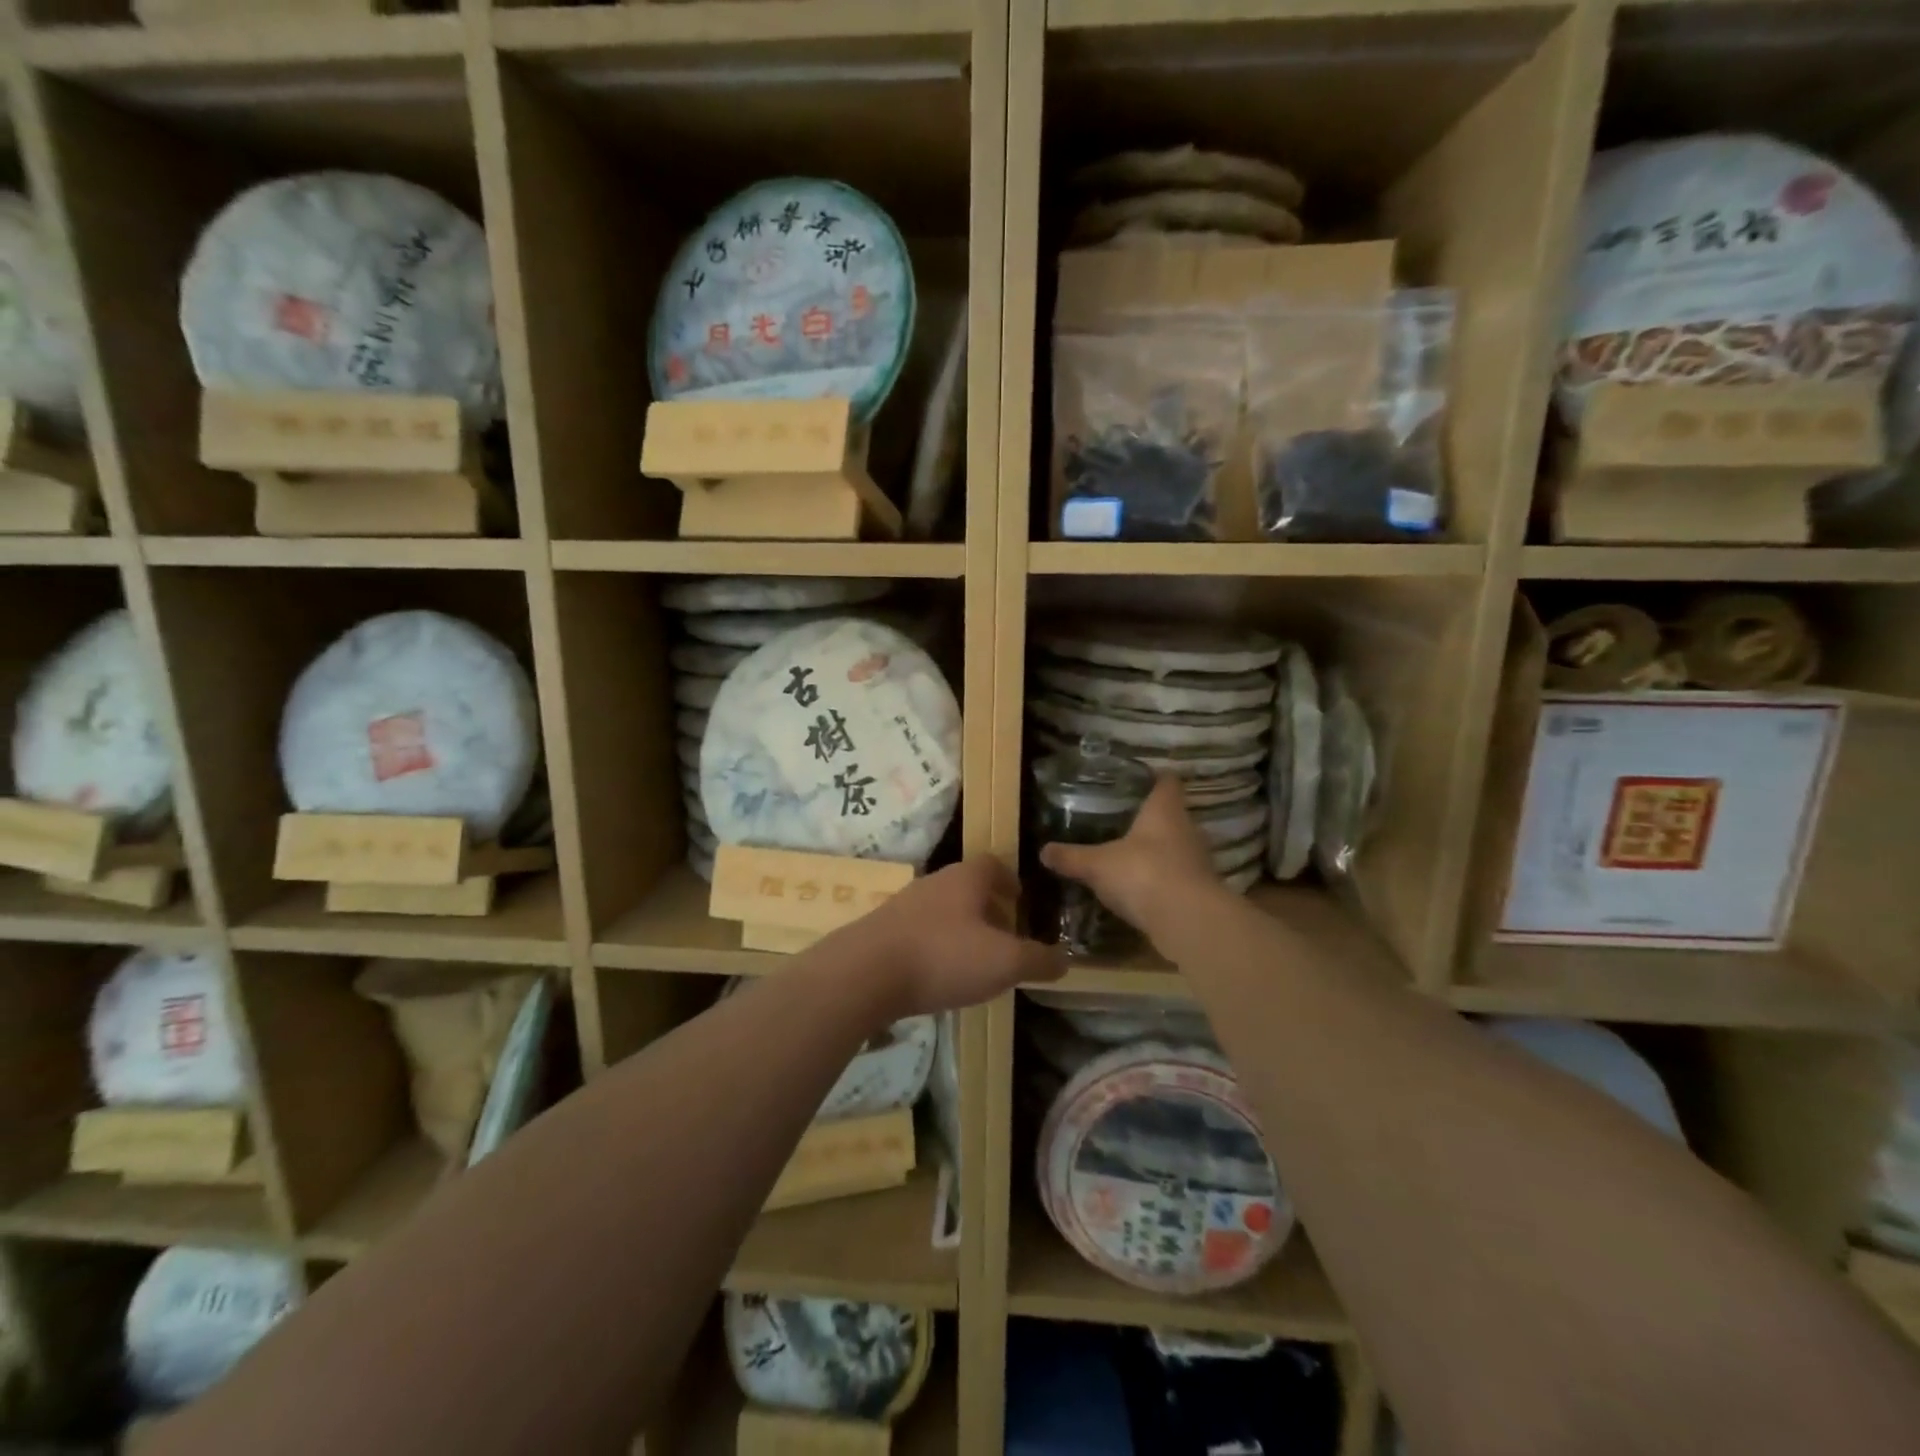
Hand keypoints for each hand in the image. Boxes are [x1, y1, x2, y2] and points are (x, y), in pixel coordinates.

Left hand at [844, 856, 1065, 1019]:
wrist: (864, 973)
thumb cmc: (943, 956)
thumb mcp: (1004, 962)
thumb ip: (1038, 960)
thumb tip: (1064, 959)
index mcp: (965, 878)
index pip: (993, 864)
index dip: (1010, 881)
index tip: (1021, 902)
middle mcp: (934, 882)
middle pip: (967, 887)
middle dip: (988, 909)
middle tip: (1005, 937)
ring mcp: (904, 905)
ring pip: (942, 910)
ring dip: (961, 929)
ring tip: (975, 960)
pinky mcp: (882, 931)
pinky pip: (919, 932)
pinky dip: (935, 946)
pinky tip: (938, 975)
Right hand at [1039, 774, 1220, 938]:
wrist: (1187, 921)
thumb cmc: (1142, 874)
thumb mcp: (1097, 865)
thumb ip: (1072, 857)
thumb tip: (1043, 851)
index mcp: (1165, 810)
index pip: (1167, 782)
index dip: (1153, 779)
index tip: (1135, 781)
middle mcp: (1187, 829)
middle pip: (1172, 815)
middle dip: (1150, 819)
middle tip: (1121, 821)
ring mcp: (1198, 860)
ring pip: (1176, 847)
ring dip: (1157, 852)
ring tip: (1128, 855)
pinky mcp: (1200, 890)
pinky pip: (1176, 877)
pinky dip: (1161, 880)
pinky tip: (1140, 888)